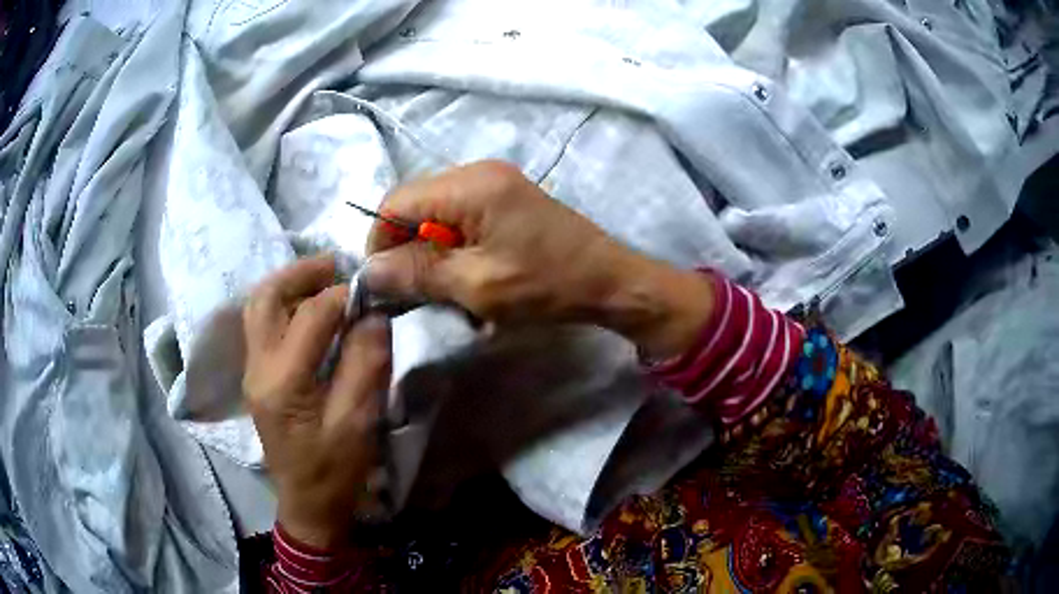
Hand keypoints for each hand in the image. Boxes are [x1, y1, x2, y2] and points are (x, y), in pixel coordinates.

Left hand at [242, 256, 391, 548]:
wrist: (308, 504)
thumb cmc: (335, 471)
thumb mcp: (359, 423)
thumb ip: (365, 364)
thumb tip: (373, 315)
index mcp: (283, 381)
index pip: (310, 315)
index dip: (343, 295)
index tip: (372, 292)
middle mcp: (258, 367)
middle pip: (266, 297)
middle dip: (301, 273)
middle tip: (337, 267)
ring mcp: (252, 371)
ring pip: (259, 306)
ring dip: (289, 285)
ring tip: (324, 281)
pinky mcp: (256, 376)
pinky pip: (262, 324)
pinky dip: (284, 304)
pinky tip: (309, 310)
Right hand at [365, 160, 714, 358]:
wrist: (610, 281)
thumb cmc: (547, 284)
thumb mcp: (477, 285)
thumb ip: (418, 273)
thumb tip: (369, 271)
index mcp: (470, 184)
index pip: (396, 202)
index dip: (380, 241)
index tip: (384, 281)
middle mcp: (478, 171)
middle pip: (415, 203)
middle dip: (407, 247)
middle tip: (416, 289)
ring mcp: (495, 182)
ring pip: (435, 212)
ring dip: (432, 250)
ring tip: (447, 286)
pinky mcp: (506, 198)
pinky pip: (460, 216)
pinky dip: (454, 246)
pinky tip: (469, 274)